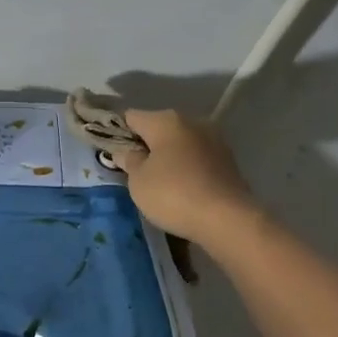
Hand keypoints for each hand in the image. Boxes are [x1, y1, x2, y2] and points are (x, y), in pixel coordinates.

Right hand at [113, 109, 259, 247]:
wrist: (228, 219)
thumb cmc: (174, 194)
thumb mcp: (138, 181)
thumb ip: (129, 161)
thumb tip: (126, 151)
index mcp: (165, 121)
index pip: (131, 117)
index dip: (116, 132)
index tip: (110, 151)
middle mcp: (191, 122)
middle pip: (157, 128)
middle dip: (144, 144)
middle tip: (131, 170)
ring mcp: (213, 140)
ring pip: (179, 143)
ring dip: (166, 156)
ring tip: (156, 181)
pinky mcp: (227, 160)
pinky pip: (195, 158)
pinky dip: (184, 168)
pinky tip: (179, 188)